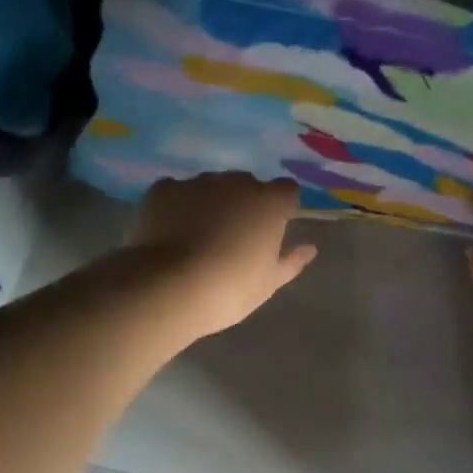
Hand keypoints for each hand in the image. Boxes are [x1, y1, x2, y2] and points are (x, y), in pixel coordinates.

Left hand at [127, 174, 318, 339]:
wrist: (168, 287)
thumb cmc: (229, 289)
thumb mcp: (268, 283)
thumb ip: (291, 262)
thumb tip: (309, 249)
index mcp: (269, 203)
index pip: (286, 191)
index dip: (281, 207)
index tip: (272, 230)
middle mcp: (235, 183)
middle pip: (246, 184)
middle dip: (244, 203)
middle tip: (233, 236)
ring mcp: (197, 183)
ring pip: (210, 186)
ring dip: (210, 203)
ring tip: (197, 235)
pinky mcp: (163, 189)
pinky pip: (177, 191)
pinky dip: (177, 205)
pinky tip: (170, 230)